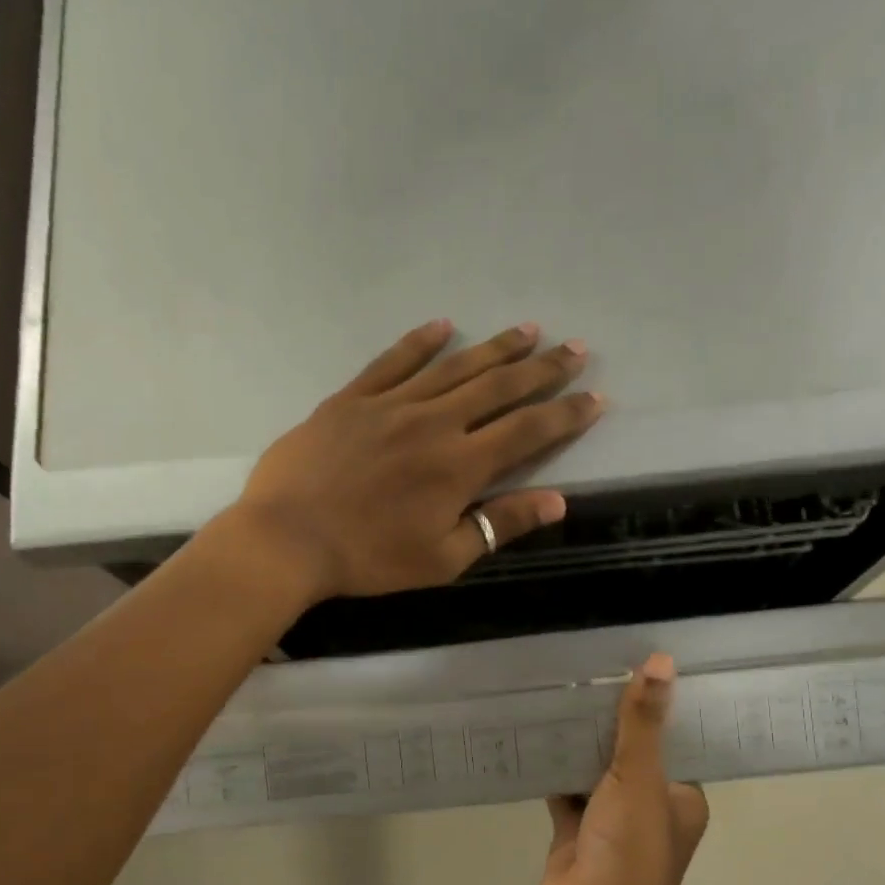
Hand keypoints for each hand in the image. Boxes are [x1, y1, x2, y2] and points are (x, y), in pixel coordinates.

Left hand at [231, 319, 603, 600]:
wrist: (288, 539)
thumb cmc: (369, 559)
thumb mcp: (443, 558)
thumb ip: (499, 524)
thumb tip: (557, 501)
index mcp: (460, 465)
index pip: (528, 431)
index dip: (565, 414)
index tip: (595, 398)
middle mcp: (434, 422)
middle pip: (499, 387)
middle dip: (543, 369)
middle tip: (575, 349)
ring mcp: (391, 404)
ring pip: (454, 367)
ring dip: (495, 348)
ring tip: (528, 330)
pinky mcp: (352, 399)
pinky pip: (392, 361)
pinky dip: (420, 342)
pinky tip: (443, 325)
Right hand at [540, 655, 709, 884]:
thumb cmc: (631, 850)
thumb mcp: (641, 778)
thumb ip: (644, 723)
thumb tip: (661, 662)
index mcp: (680, 795)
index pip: (674, 741)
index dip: (659, 707)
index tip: (639, 663)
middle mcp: (648, 805)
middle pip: (630, 753)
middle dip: (611, 721)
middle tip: (590, 668)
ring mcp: (609, 820)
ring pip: (594, 771)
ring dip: (579, 743)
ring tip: (560, 691)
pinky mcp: (574, 831)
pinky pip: (563, 790)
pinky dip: (552, 768)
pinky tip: (534, 734)